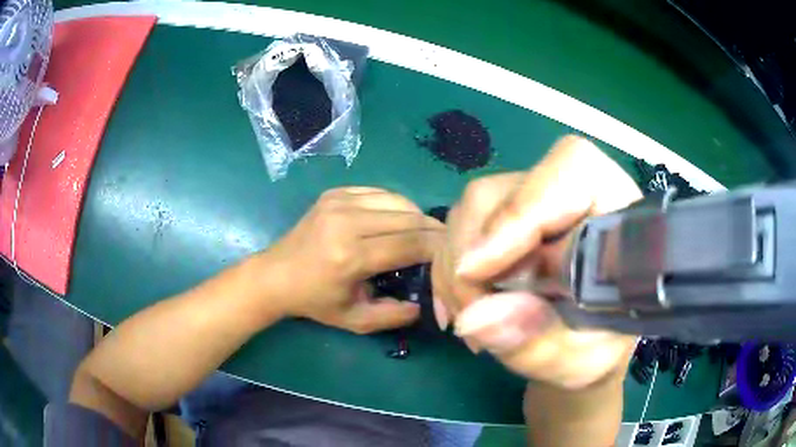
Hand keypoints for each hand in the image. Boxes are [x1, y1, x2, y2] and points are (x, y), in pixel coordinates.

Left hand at [262, 187, 444, 333]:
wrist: (275, 275)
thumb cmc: (315, 301)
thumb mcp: (354, 320)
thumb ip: (394, 316)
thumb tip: (426, 304)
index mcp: (350, 256)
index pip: (409, 244)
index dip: (437, 247)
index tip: (453, 253)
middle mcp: (346, 221)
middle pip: (408, 218)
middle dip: (433, 230)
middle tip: (445, 243)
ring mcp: (339, 202)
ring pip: (398, 200)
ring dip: (416, 216)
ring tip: (422, 233)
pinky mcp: (335, 193)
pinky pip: (380, 193)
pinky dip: (396, 206)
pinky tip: (397, 221)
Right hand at [432, 136, 641, 388]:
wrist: (588, 344)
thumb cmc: (597, 347)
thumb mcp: (578, 359)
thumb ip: (536, 342)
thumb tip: (474, 319)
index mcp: (615, 209)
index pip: (567, 175)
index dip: (517, 217)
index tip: (476, 272)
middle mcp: (573, 190)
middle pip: (498, 194)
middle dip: (470, 259)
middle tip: (471, 318)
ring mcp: (535, 198)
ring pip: (471, 212)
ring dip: (456, 272)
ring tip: (473, 321)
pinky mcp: (508, 215)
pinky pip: (460, 229)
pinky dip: (450, 273)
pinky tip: (464, 308)